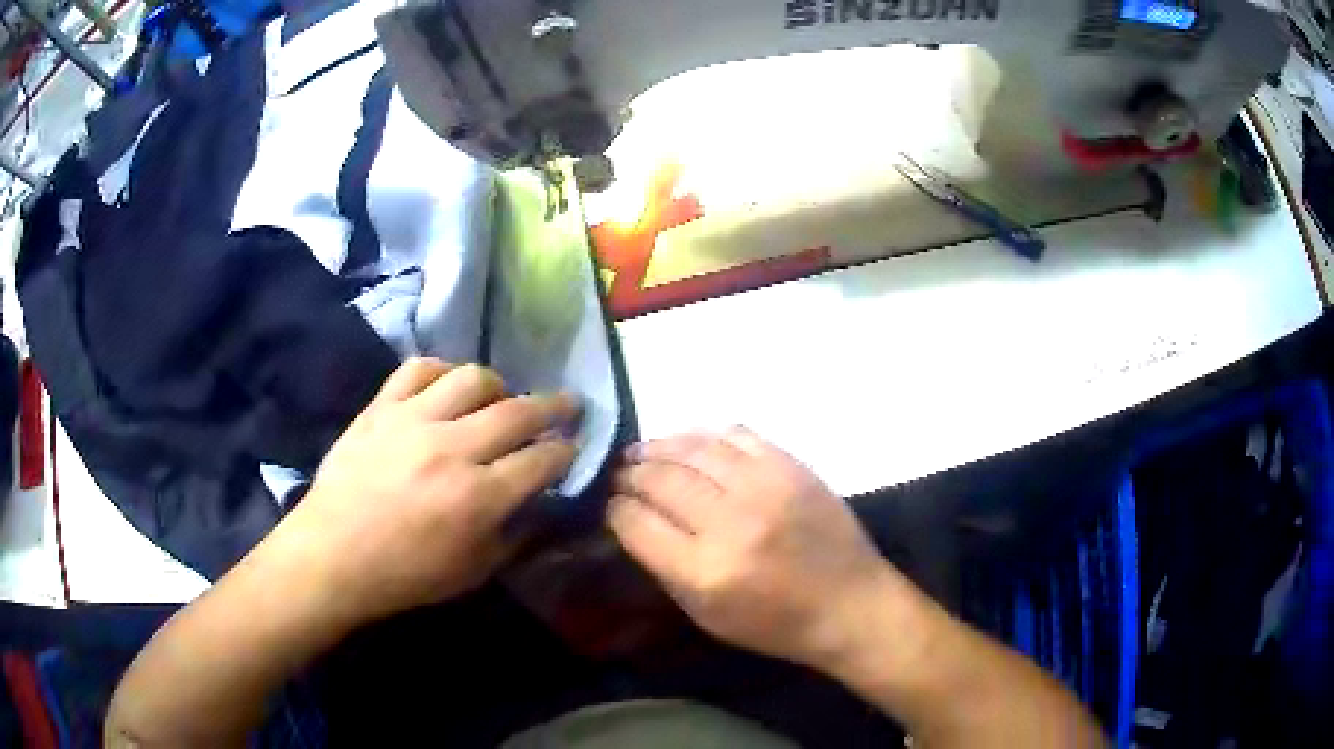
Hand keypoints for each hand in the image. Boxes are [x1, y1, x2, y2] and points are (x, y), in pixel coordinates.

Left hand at [277, 358, 579, 626]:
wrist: (333, 555)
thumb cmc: (405, 574)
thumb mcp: (474, 572)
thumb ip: (515, 533)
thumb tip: (540, 502)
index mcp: (478, 498)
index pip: (542, 459)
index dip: (566, 450)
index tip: (573, 447)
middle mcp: (452, 449)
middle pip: (518, 411)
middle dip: (554, 406)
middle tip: (566, 406)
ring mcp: (413, 421)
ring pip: (472, 378)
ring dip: (498, 386)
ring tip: (499, 398)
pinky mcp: (381, 408)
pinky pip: (419, 369)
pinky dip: (441, 371)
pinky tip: (447, 387)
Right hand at [607, 428, 897, 669]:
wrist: (849, 603)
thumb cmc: (775, 623)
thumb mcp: (707, 616)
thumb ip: (666, 568)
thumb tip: (635, 522)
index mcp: (704, 571)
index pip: (637, 523)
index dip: (616, 509)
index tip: (611, 505)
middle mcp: (730, 522)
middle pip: (661, 480)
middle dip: (632, 474)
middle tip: (622, 474)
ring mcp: (765, 487)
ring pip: (695, 449)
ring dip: (660, 446)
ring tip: (643, 451)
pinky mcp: (792, 467)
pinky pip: (737, 436)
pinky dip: (707, 436)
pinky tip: (693, 443)